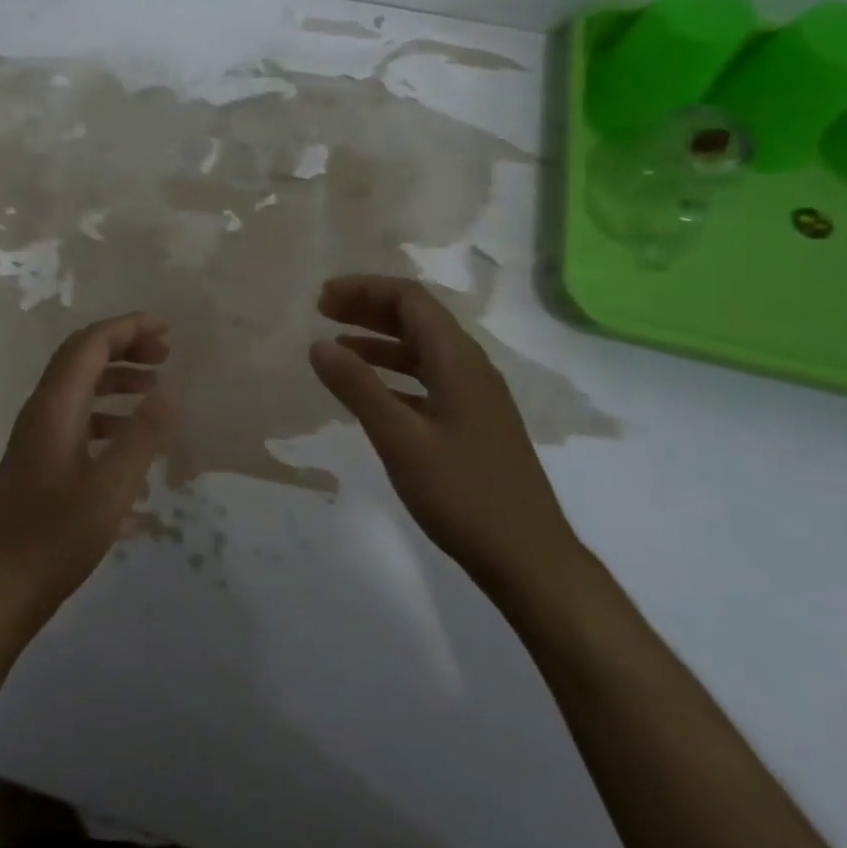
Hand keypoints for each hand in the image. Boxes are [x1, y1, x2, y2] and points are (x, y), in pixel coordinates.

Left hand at [0, 311, 175, 637]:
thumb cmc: (55, 539)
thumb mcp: (110, 490)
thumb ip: (142, 437)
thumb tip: (170, 390)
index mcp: (54, 407)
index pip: (90, 344)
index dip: (128, 328)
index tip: (166, 329)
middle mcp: (40, 411)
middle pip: (81, 357)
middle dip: (123, 346)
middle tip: (165, 354)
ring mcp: (35, 435)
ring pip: (77, 386)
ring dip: (115, 377)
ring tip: (154, 387)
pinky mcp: (37, 458)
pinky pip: (74, 415)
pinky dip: (105, 411)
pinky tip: (128, 436)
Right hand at [308, 276, 583, 603]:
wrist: (529, 558)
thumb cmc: (463, 493)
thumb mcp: (400, 438)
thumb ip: (358, 387)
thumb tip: (317, 344)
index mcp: (457, 360)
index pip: (410, 299)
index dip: (364, 289)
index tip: (322, 299)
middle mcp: (470, 367)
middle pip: (417, 318)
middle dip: (369, 308)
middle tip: (322, 313)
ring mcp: (476, 396)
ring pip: (422, 349)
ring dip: (379, 340)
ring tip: (337, 345)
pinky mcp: (474, 422)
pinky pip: (428, 378)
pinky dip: (394, 372)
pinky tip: (370, 390)